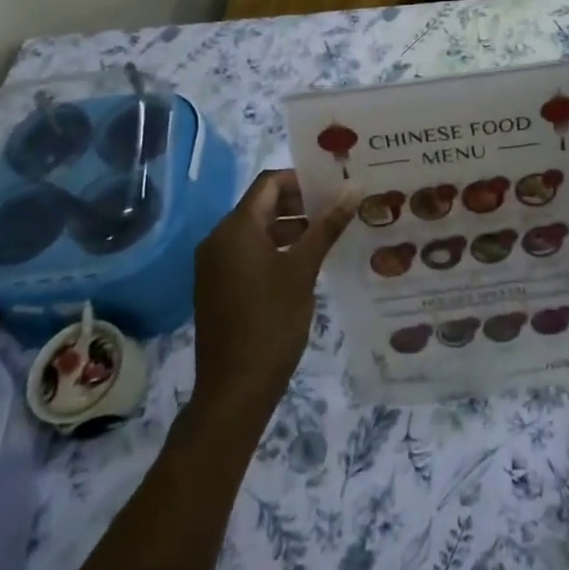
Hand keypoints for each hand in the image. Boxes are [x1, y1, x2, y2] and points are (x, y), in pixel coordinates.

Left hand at [192, 170, 352, 419]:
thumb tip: (354, 189)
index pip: (269, 183)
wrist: (234, 389)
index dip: (302, 180)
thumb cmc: (272, 321)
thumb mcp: (304, 270)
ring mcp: (214, 264)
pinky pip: (247, 252)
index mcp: (236, 228)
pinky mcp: (216, 286)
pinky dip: (274, 249)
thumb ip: (327, 226)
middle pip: (262, 204)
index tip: (333, 188)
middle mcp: (218, 239)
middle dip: (299, 203)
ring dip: (289, 227)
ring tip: (327, 236)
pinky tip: (304, 263)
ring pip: (255, 230)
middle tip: (337, 210)